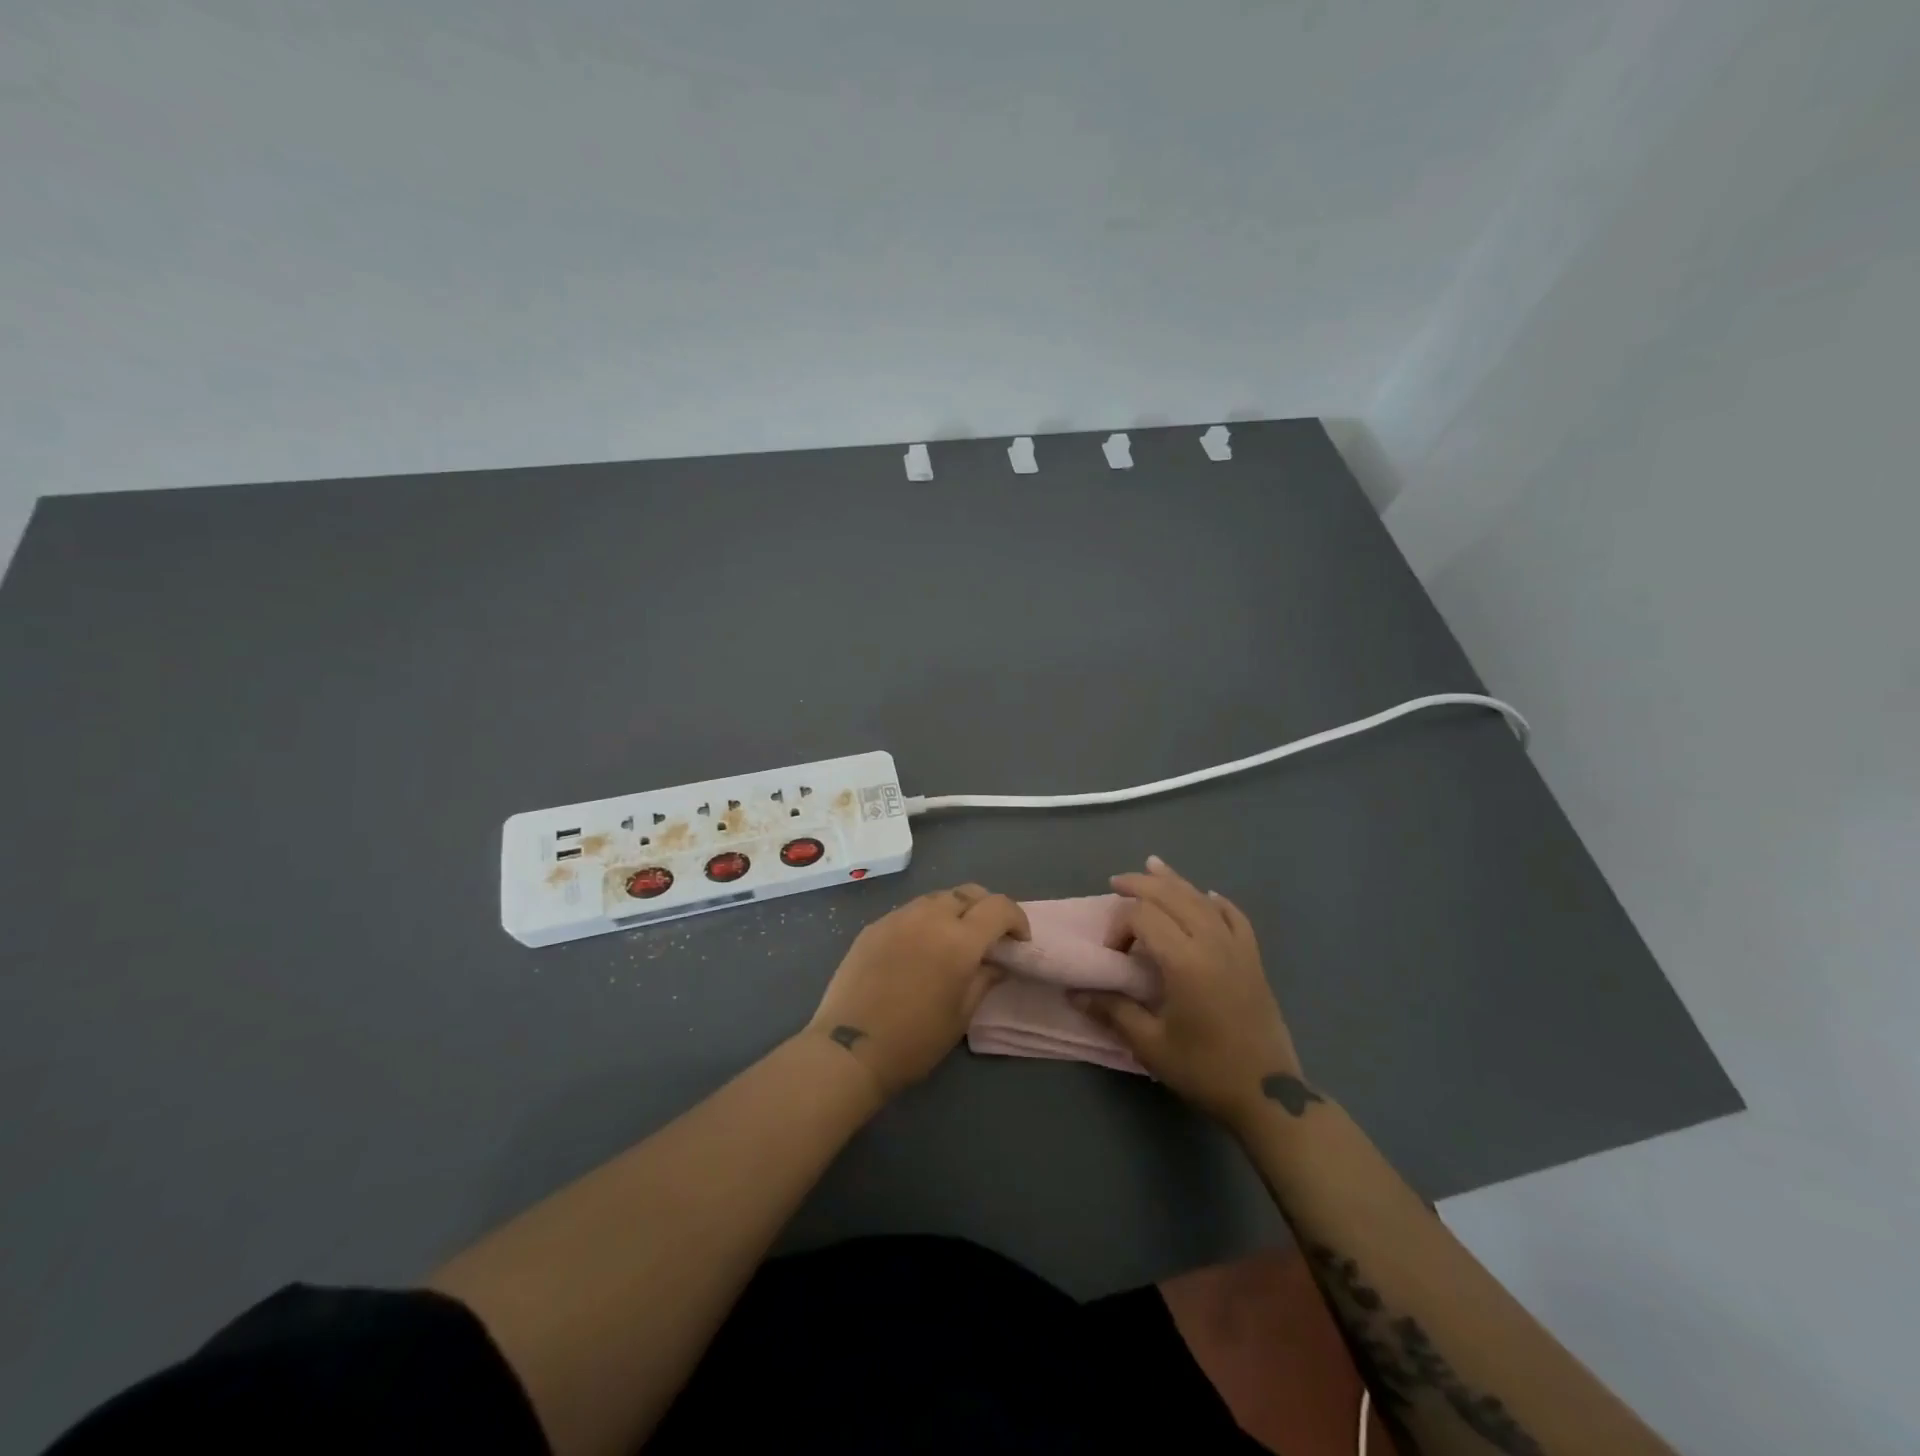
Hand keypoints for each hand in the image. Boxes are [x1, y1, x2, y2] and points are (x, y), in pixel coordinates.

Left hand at [809, 885, 1029, 1099]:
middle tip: (989, 935)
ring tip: (953, 938)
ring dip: (954, 910)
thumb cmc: (915, 1040)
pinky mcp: (874, 926)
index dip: (1016, 918)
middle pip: (968, 892)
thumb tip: (997, 962)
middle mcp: (930, 917)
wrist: (850, 1049)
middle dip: (986, 908)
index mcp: (959, 940)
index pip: (998, 907)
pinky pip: (910, 911)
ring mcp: (898, 917)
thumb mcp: (961, 1015)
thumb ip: (984, 979)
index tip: (1018, 940)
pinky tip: (920, 946)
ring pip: (937, 898)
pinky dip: (925, 919)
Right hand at [1071, 856, 1306, 1132]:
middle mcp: (1211, 943)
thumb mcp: (1151, 1045)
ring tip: (1153, 866)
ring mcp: (1237, 948)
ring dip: (1175, 882)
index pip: (1144, 917)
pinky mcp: (1253, 960)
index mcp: (1184, 961)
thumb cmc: (1204, 1069)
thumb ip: (1113, 1011)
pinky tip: (1208, 897)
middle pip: (1173, 896)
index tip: (1114, 955)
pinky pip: (1235, 917)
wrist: (1267, 1094)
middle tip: (1117, 883)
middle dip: (1142, 885)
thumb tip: (1076, 993)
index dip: (1121, 926)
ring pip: (1202, 900)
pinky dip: (1216, 902)